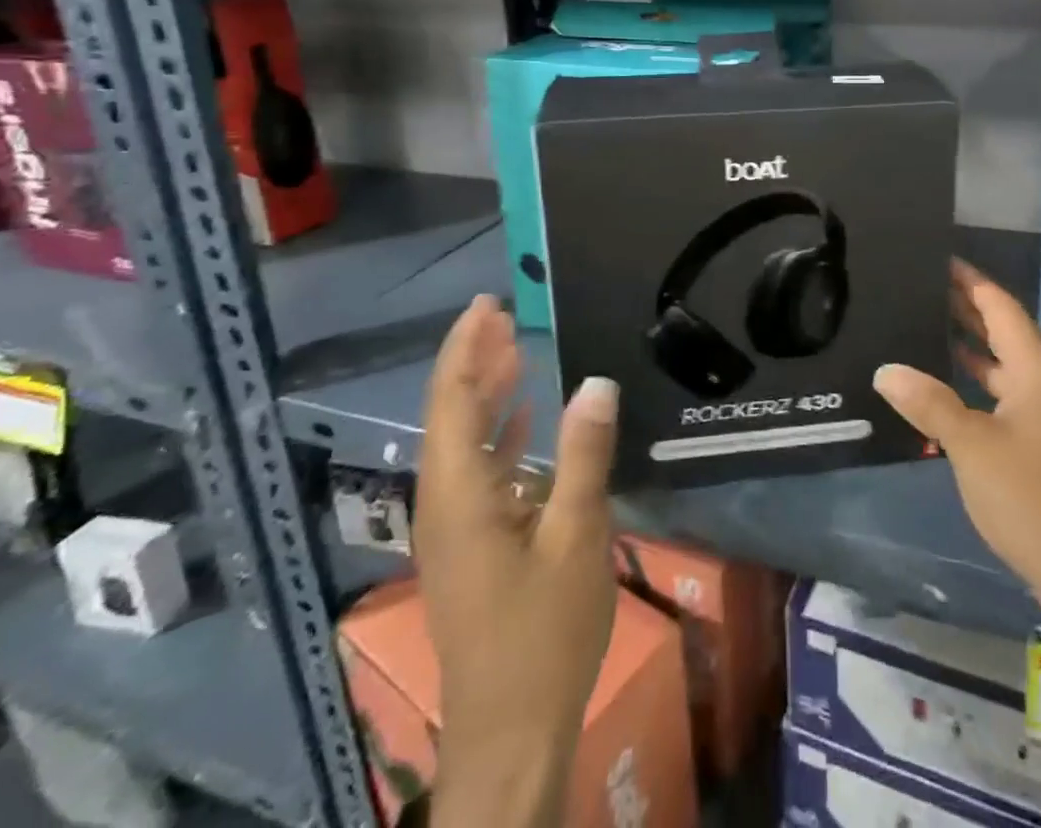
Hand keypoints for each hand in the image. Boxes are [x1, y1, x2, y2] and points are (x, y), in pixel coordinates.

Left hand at [415, 296, 619, 827]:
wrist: (511, 736)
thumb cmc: (544, 634)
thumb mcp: (576, 536)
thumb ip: (584, 454)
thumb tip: (596, 381)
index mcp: (459, 494)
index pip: (452, 400)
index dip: (466, 347)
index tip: (487, 304)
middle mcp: (444, 503)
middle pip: (450, 414)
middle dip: (473, 360)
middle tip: (503, 314)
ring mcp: (454, 528)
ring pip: (462, 441)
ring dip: (486, 393)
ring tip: (515, 350)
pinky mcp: (470, 547)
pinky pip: (477, 471)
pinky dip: (498, 434)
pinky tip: (526, 419)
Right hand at [873, 260, 1040, 620]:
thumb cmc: (1033, 500)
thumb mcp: (971, 446)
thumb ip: (928, 402)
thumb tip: (886, 370)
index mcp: (1040, 369)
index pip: (1000, 306)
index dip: (969, 280)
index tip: (938, 258)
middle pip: (1006, 331)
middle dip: (967, 309)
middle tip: (921, 288)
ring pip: (1009, 366)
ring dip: (973, 348)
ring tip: (929, 328)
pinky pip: (1013, 395)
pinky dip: (983, 383)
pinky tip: (953, 390)